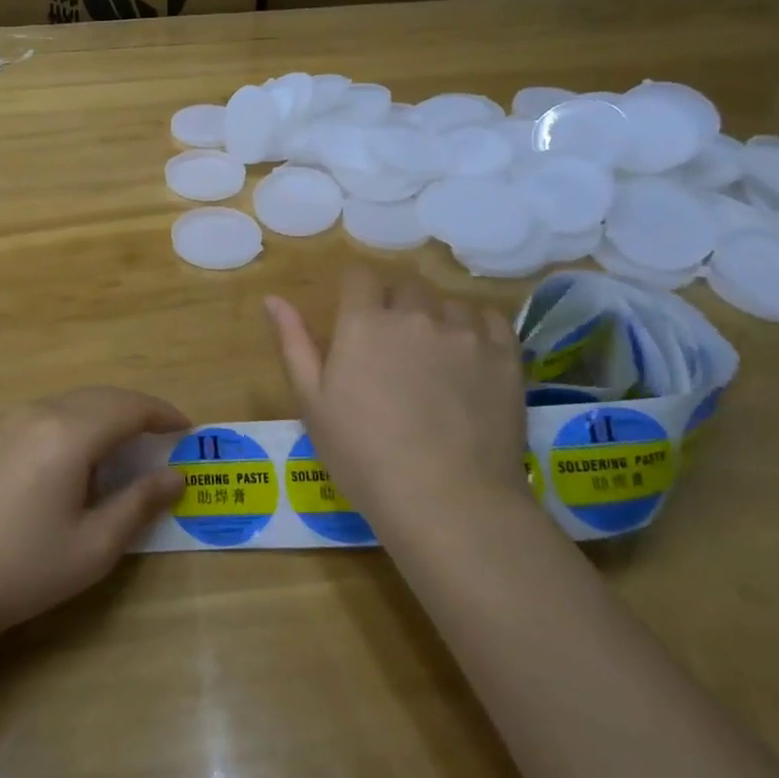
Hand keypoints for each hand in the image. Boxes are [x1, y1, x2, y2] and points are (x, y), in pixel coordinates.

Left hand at [0, 388, 188, 653]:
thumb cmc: (23, 571)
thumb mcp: (93, 547)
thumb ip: (139, 503)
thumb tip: (176, 476)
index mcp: (66, 434)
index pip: (127, 408)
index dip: (162, 413)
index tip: (187, 428)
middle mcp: (35, 413)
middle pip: (98, 397)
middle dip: (135, 410)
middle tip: (161, 435)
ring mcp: (3, 421)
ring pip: (67, 403)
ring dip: (101, 414)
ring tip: (122, 445)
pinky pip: (39, 414)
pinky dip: (69, 422)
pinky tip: (70, 456)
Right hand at [265, 268, 525, 522]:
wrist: (447, 501)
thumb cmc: (363, 456)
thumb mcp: (313, 403)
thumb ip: (294, 343)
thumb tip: (273, 298)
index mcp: (364, 323)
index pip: (360, 276)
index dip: (356, 291)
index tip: (355, 316)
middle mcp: (415, 315)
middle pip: (405, 286)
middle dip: (395, 304)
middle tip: (392, 347)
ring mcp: (465, 333)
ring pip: (447, 303)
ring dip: (436, 318)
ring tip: (434, 357)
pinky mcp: (505, 356)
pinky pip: (489, 319)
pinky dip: (476, 328)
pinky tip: (469, 357)